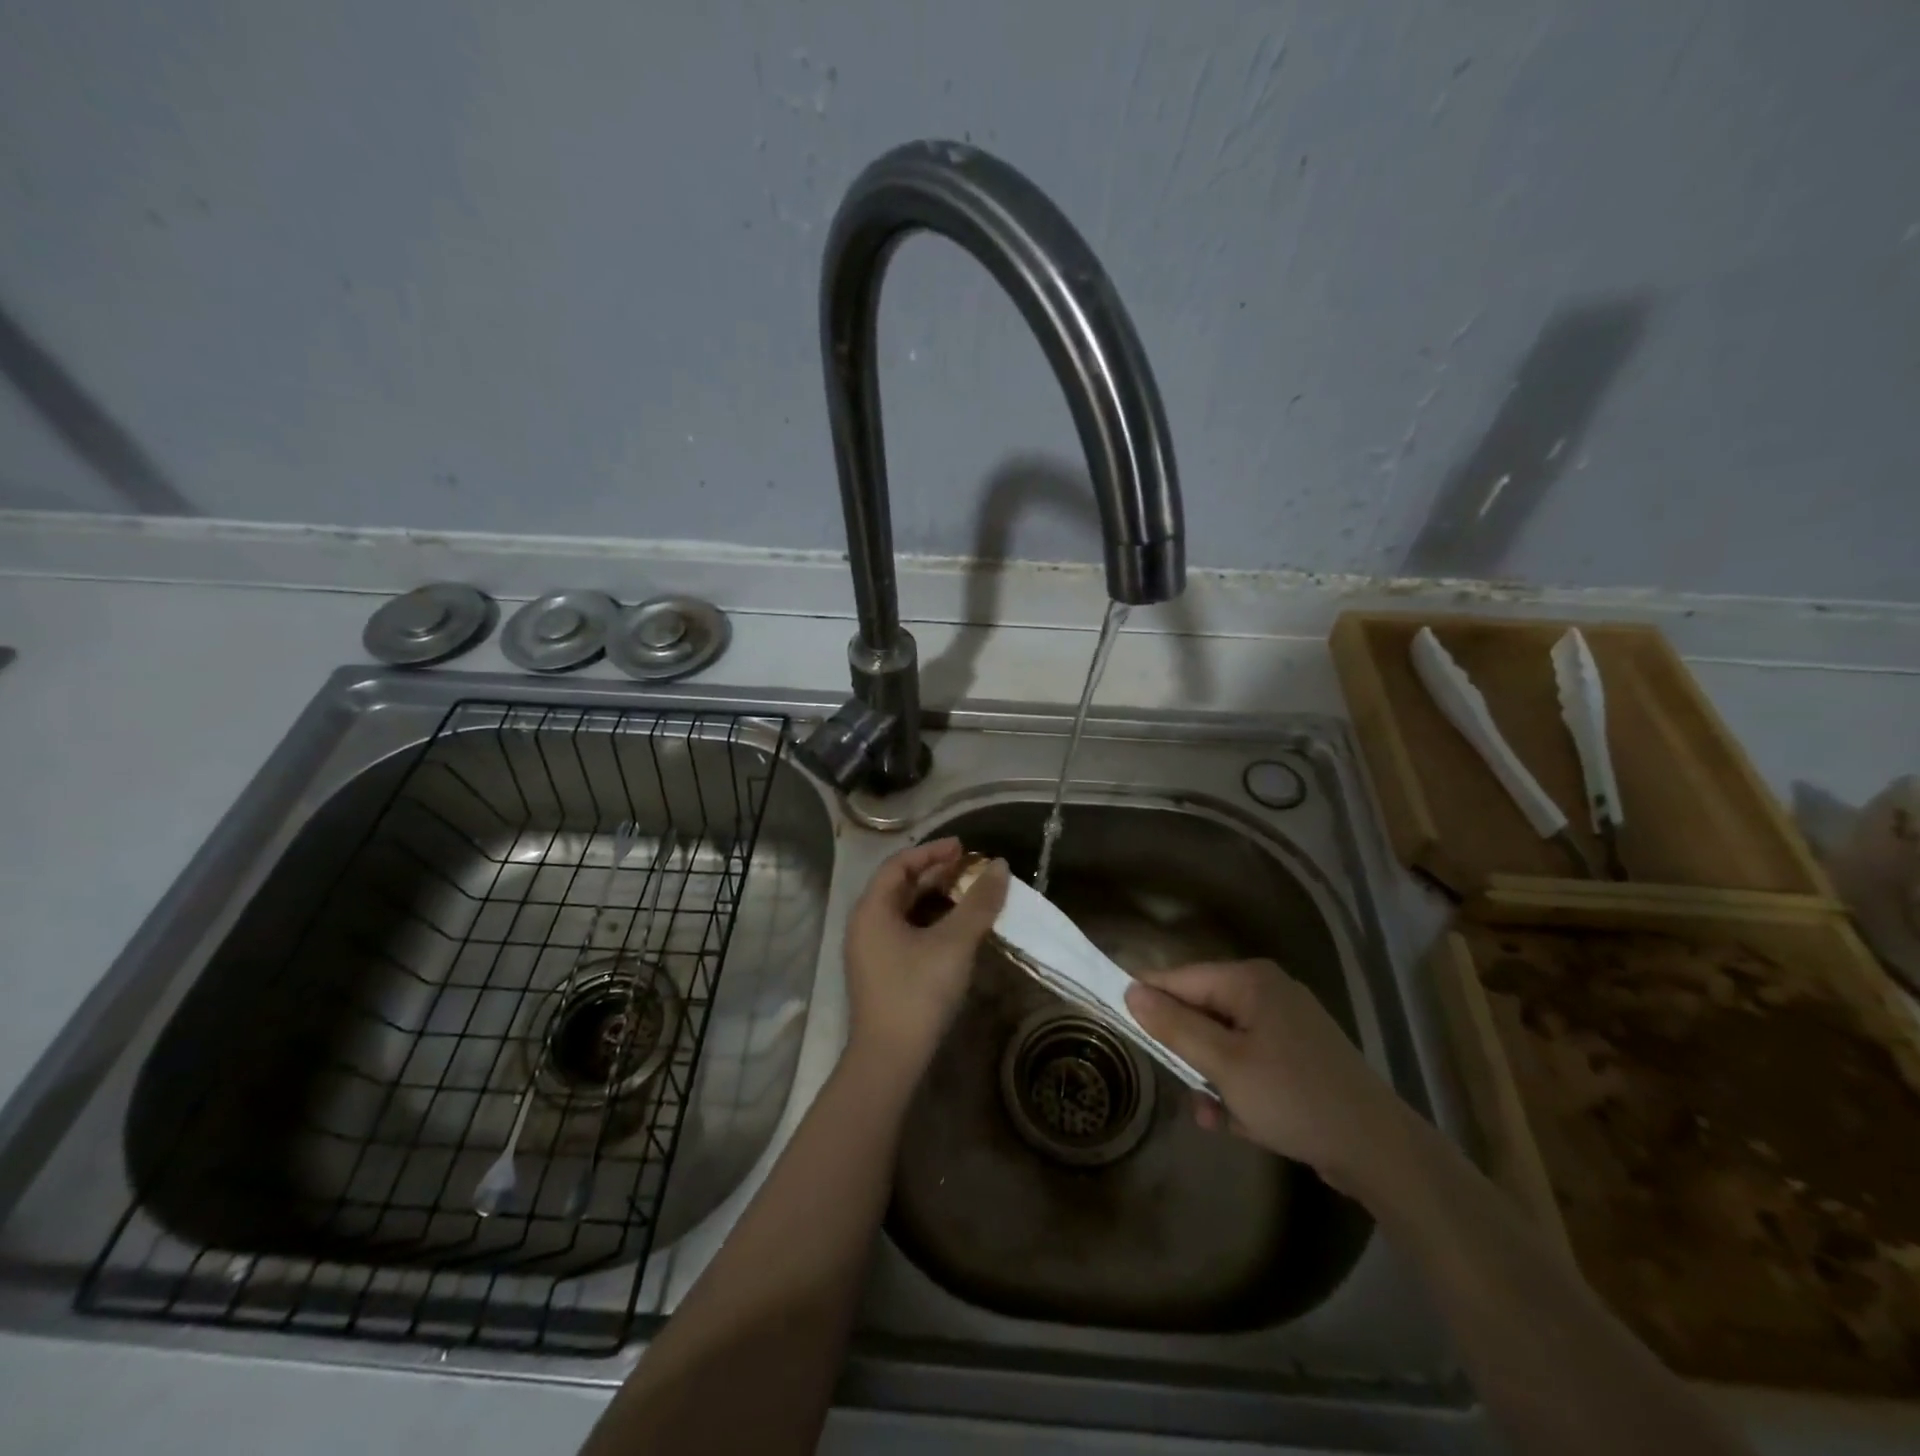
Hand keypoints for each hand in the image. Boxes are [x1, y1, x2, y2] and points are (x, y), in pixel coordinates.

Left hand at [843, 838, 1008, 1083]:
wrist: (889, 1060)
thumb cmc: (918, 991)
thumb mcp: (954, 942)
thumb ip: (978, 902)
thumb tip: (1000, 866)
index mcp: (872, 910)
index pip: (898, 865)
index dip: (931, 852)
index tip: (963, 847)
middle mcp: (865, 925)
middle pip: (900, 886)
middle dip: (936, 875)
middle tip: (970, 869)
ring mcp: (871, 951)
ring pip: (904, 912)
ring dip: (935, 899)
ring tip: (969, 895)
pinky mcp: (881, 973)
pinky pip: (905, 933)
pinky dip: (930, 923)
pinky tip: (956, 930)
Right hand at [1124, 959, 1408, 1195]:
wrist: (1378, 1151)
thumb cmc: (1293, 1097)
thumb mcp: (1224, 1064)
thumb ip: (1175, 1026)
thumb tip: (1131, 991)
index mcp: (1250, 981)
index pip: (1179, 978)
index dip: (1148, 1001)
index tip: (1120, 1025)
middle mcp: (1267, 993)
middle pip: (1201, 1011)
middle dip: (1188, 1052)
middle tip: (1183, 1083)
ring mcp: (1285, 1026)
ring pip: (1222, 1043)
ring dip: (1211, 1079)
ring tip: (1214, 1114)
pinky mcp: (1298, 1058)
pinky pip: (1248, 1063)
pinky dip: (1237, 1089)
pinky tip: (1237, 1122)